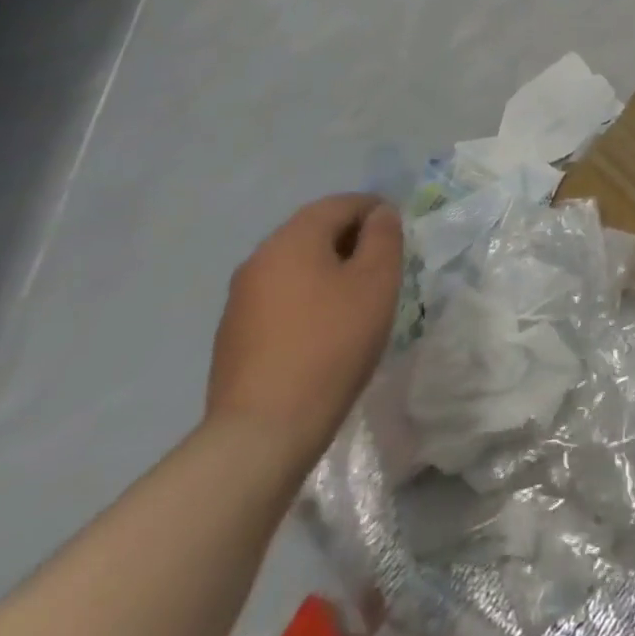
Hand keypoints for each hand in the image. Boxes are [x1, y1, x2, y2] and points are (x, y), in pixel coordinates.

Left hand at [206, 195, 402, 470]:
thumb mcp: (377, 281)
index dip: (375, 210)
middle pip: (314, 231)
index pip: (340, 204)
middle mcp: (259, 259)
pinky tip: (325, 330)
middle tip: (384, 265)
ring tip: (358, 299)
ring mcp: (240, 300)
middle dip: (351, 239)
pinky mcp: (234, 337)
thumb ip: (384, 236)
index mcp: (292, 239)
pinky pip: (280, 298)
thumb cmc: (331, 343)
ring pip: (295, 266)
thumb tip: (379, 214)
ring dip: (328, 270)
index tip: (400, 233)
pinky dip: (307, 299)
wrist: (263, 432)